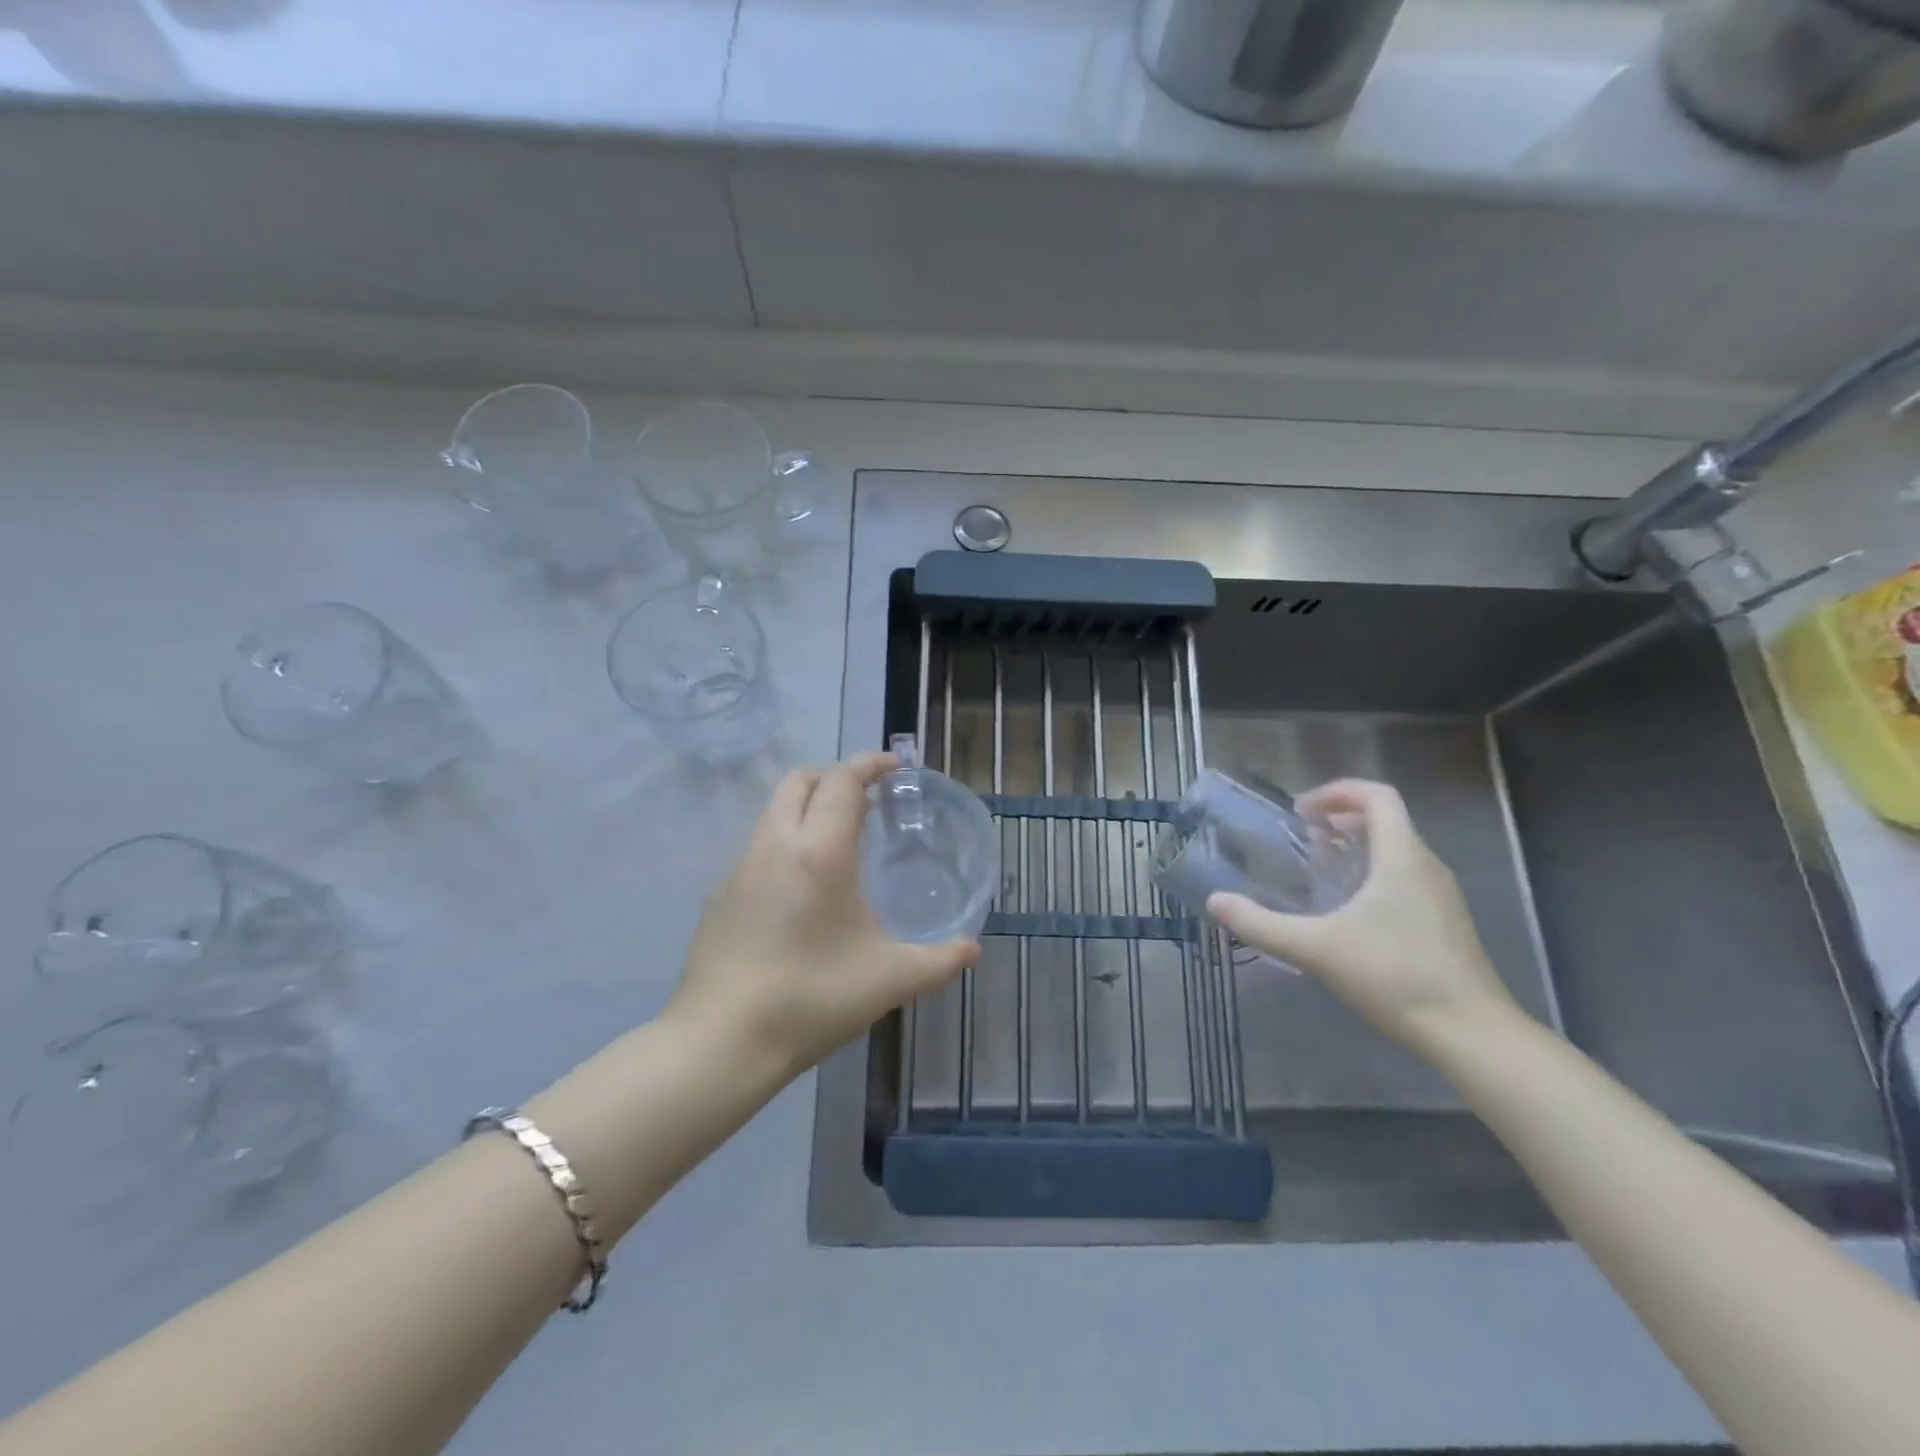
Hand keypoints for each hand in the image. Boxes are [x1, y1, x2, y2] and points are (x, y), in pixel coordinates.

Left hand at [666, 751, 978, 1079]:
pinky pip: (757, 846)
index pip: (842, 780)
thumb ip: (940, 960)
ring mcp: (739, 868)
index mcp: (819, 850)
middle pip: (800, 780)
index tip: (894, 766)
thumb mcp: (890, 980)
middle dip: (835, 777)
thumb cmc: (812, 999)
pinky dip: (785, 841)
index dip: (869, 763)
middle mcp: (775, 844)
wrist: (719, 1042)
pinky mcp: (720, 895)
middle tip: (868, 803)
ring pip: (773, 810)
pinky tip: (802, 889)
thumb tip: (974, 948)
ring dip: (807, 807)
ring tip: (839, 842)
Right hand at [1207, 779, 1517, 1053]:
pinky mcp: (1444, 923)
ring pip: (1396, 850)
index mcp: (1402, 856)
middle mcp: (1426, 866)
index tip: (1299, 811)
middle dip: (1339, 820)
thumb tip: (1215, 902)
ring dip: (1354, 848)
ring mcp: (1440, 896)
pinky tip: (1346, 912)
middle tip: (1299, 839)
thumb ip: (1261, 924)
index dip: (1337, 792)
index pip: (1377, 796)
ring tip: (1316, 871)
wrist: (1472, 1035)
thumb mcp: (1316, 948)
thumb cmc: (1394, 976)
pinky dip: (1371, 874)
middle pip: (1385, 820)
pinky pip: (1403, 877)